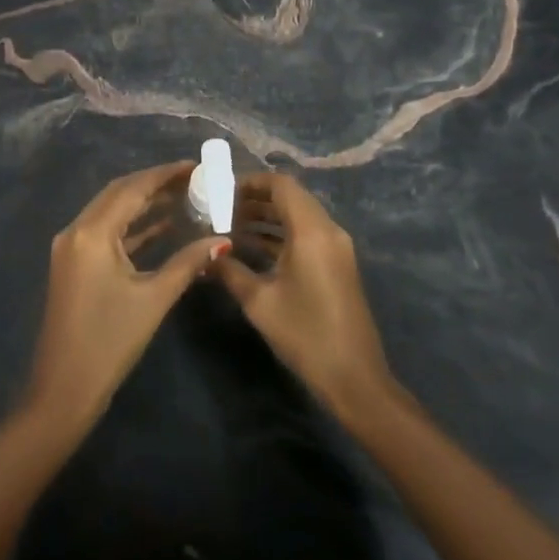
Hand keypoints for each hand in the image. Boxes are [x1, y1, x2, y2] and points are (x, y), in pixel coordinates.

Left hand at [24, 162, 230, 435]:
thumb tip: (223, 240)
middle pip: (119, 194)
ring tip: (185, 198)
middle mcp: (76, 231)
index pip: (132, 189)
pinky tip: (163, 227)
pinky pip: (106, 233)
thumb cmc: (110, 341)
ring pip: (112, 212)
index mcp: (91, 233)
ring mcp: (71, 248)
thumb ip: (188, 262)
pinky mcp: (74, 265)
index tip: (197, 166)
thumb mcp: (154, 298)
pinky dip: (133, 227)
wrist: (64, 389)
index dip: (166, 175)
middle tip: (195, 180)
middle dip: (156, 184)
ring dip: (144, 204)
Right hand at [214, 173, 396, 425]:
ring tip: (228, 227)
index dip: (250, 182)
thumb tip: (205, 253)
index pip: (281, 185)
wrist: (353, 377)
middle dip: (254, 199)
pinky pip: (306, 235)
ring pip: (298, 217)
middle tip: (219, 209)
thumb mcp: (259, 301)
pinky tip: (251, 249)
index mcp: (312, 231)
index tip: (220, 191)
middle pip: (290, 198)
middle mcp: (328, 230)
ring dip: (266, 218)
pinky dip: (279, 235)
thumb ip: (229, 270)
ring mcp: (336, 248)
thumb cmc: (304, 334)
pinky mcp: (336, 264)